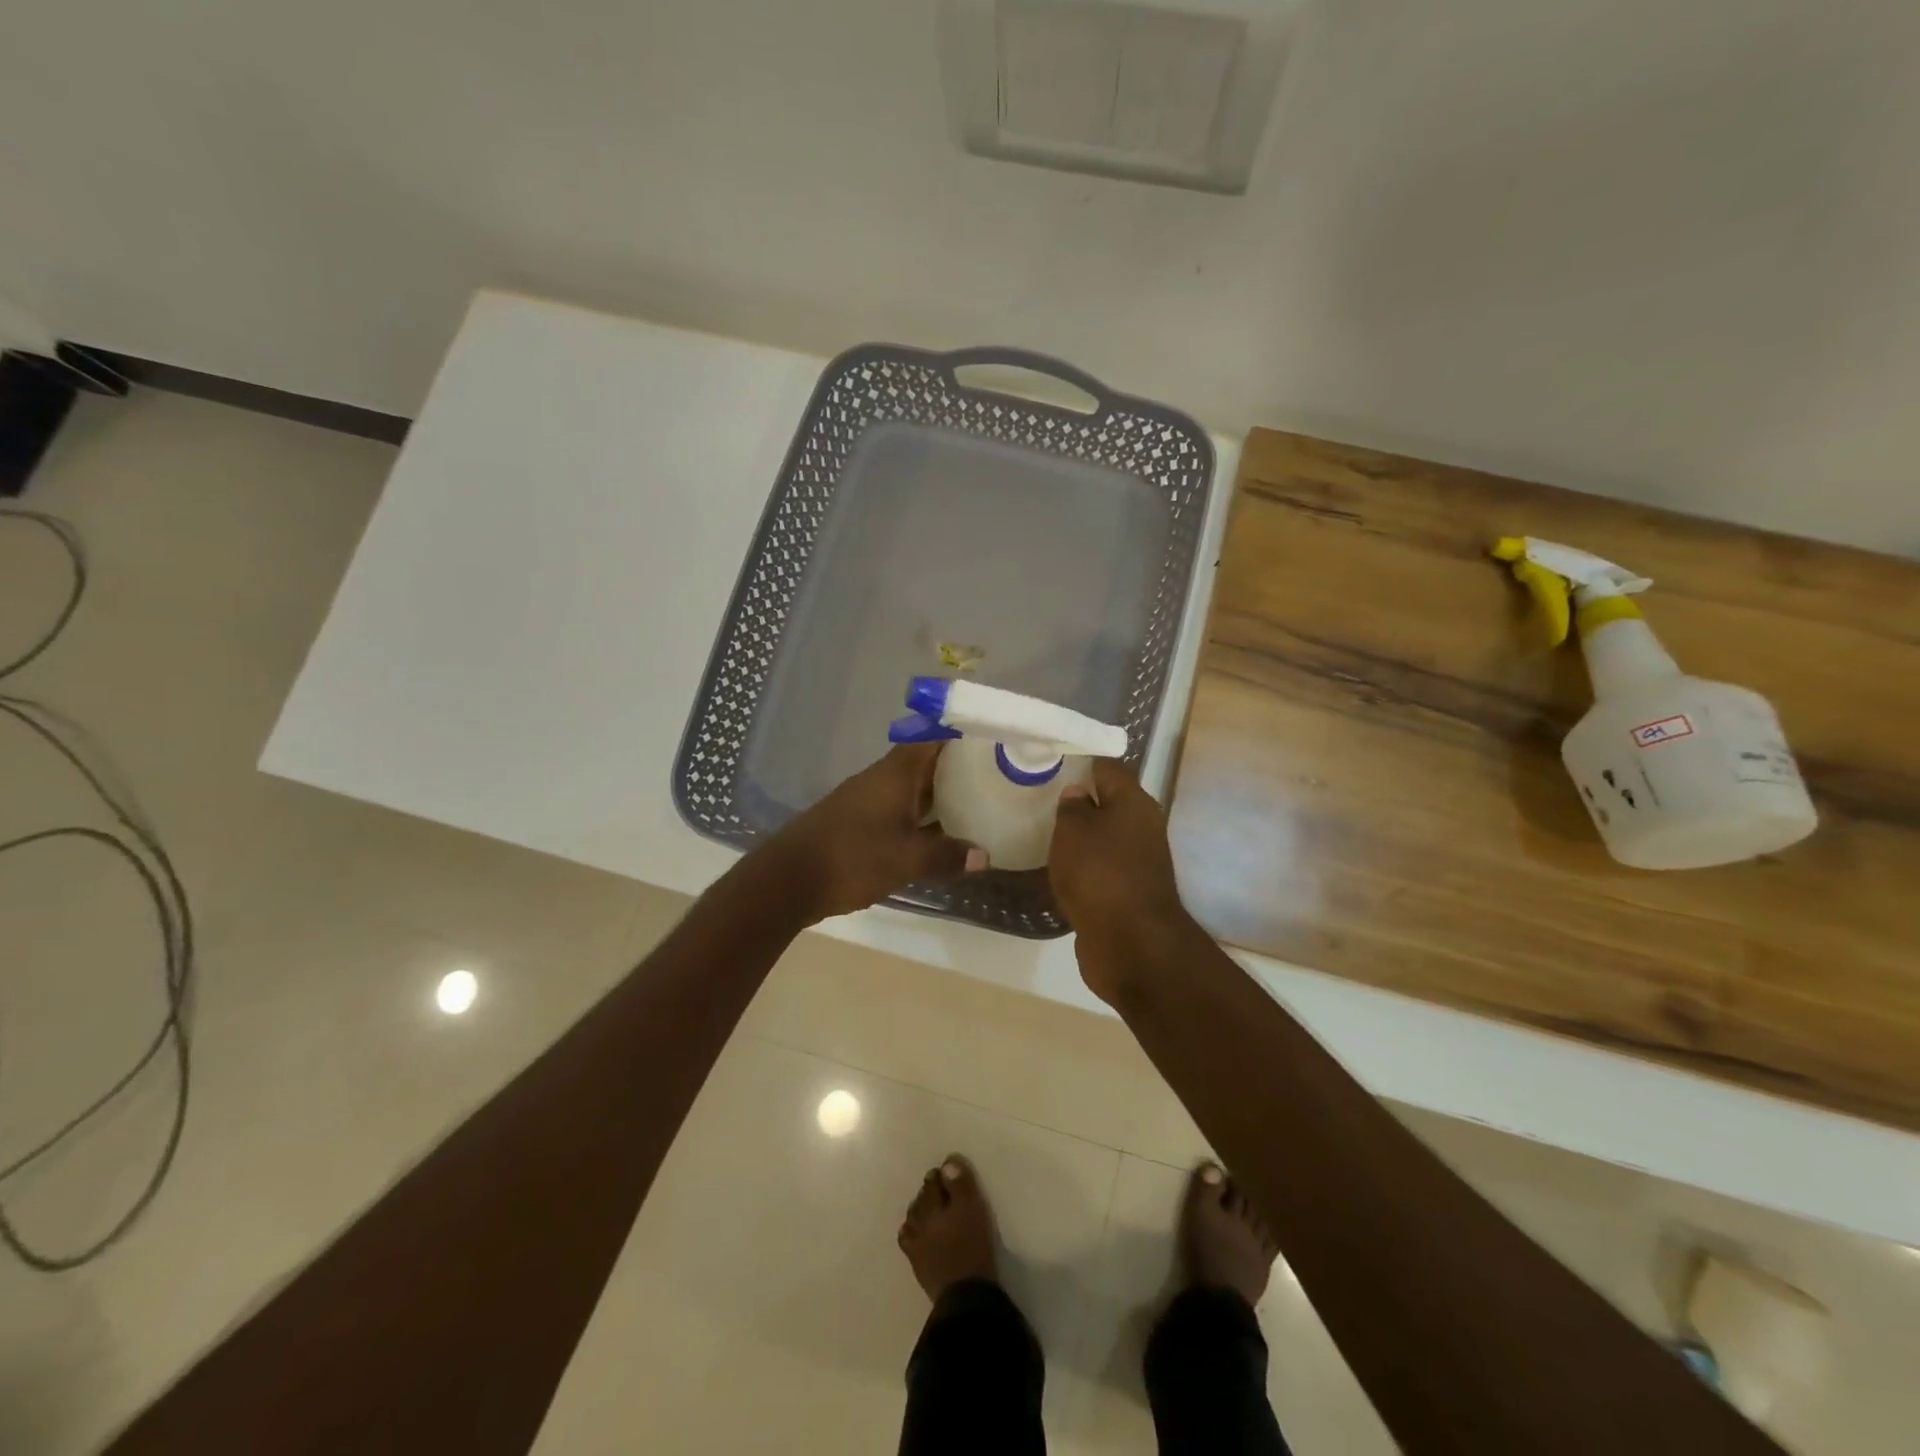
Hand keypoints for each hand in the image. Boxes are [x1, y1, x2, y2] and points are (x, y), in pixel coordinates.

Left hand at [763, 742, 983, 921]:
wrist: (788, 879)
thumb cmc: (852, 857)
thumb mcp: (907, 859)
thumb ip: (946, 855)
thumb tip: (984, 855)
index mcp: (896, 774)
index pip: (932, 738)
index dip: (961, 735)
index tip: (991, 738)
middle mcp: (882, 779)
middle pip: (925, 762)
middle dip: (958, 767)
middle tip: (996, 775)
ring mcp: (867, 800)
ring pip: (912, 788)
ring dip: (939, 794)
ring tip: (977, 802)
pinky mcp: (858, 822)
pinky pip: (899, 809)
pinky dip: (921, 815)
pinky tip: (939, 833)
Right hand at [1049, 760, 1193, 1000]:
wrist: (1131, 944)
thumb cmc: (1099, 874)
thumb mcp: (1073, 830)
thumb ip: (1072, 806)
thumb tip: (1078, 794)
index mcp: (1134, 803)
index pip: (1108, 767)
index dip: (1081, 762)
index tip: (1051, 763)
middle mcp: (1142, 827)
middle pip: (1108, 803)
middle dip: (1078, 801)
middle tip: (1039, 799)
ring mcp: (1138, 862)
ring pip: (1104, 838)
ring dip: (1079, 838)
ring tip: (1042, 833)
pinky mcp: (1128, 892)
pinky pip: (1101, 869)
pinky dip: (1082, 868)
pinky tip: (1057, 870)